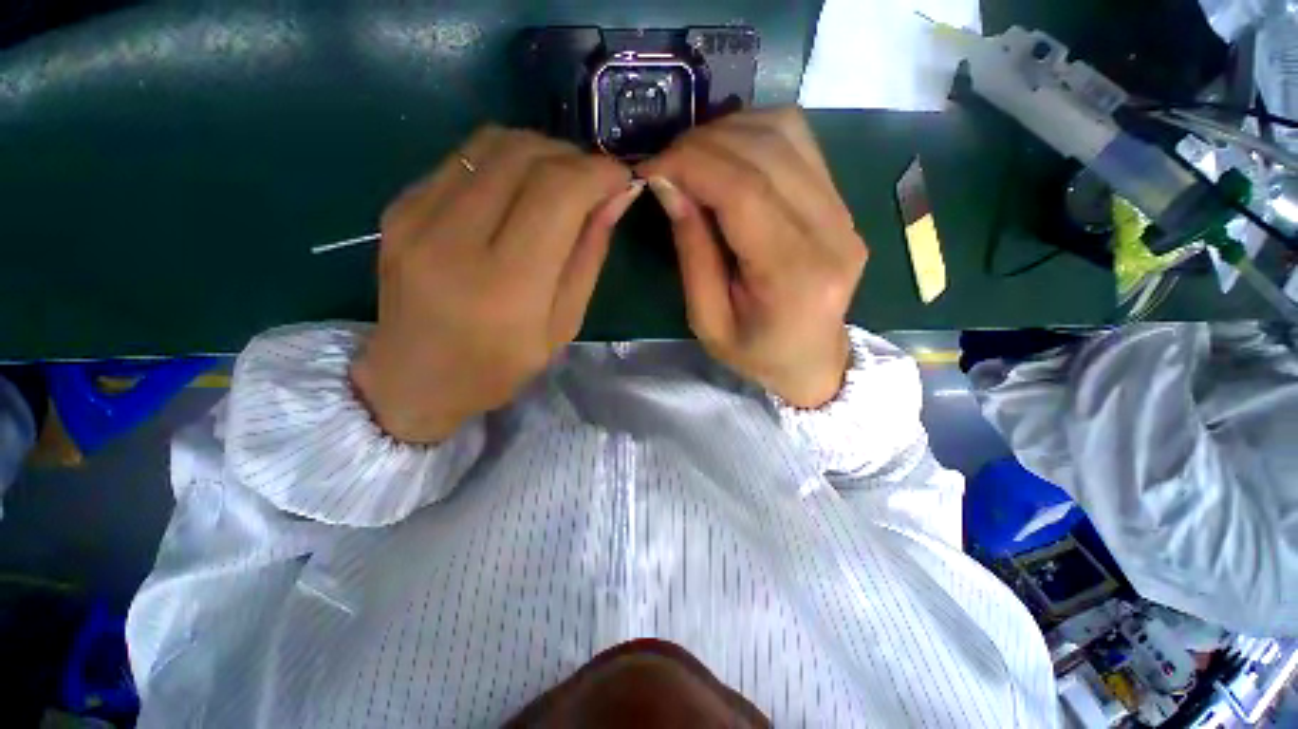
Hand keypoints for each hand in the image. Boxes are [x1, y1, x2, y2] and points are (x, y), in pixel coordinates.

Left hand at [352, 127, 641, 442]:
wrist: (412, 379)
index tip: (621, 179)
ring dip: (541, 152)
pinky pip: (465, 158)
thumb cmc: (499, 367)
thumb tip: (617, 197)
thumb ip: (589, 257)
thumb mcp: (562, 325)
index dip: (598, 173)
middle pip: (525, 156)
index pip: (558, 194)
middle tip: (594, 182)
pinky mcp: (400, 205)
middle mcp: (454, 239)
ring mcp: (417, 216)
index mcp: (506, 285)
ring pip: (494, 143)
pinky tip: (518, 192)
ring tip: (561, 183)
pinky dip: (506, 162)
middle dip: (574, 158)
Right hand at [636, 108, 866, 407]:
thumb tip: (668, 184)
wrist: (813, 361)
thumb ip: (692, 251)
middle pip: (766, 152)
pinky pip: (800, 144)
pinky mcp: (843, 204)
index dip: (691, 165)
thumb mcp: (708, 320)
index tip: (650, 168)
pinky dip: (755, 135)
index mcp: (793, 275)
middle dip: (703, 145)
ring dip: (729, 132)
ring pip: (787, 133)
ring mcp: (844, 213)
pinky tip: (728, 158)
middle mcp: (831, 233)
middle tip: (666, 164)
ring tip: (693, 160)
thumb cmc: (756, 353)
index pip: (743, 191)